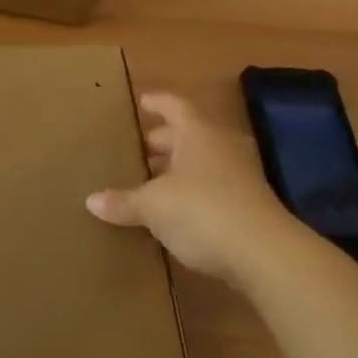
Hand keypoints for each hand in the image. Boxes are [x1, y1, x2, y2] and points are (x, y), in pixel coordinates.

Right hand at [86, 92, 292, 281]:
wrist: (266, 255)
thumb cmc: (202, 210)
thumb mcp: (154, 206)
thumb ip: (124, 201)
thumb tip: (91, 201)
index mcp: (197, 132)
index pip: (174, 105)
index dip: (157, 102)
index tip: (142, 102)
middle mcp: (221, 144)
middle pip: (188, 134)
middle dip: (164, 141)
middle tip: (140, 149)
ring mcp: (241, 174)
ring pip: (203, 161)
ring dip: (180, 169)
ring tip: (153, 181)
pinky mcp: (251, 205)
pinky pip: (215, 187)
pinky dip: (195, 192)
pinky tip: (176, 211)